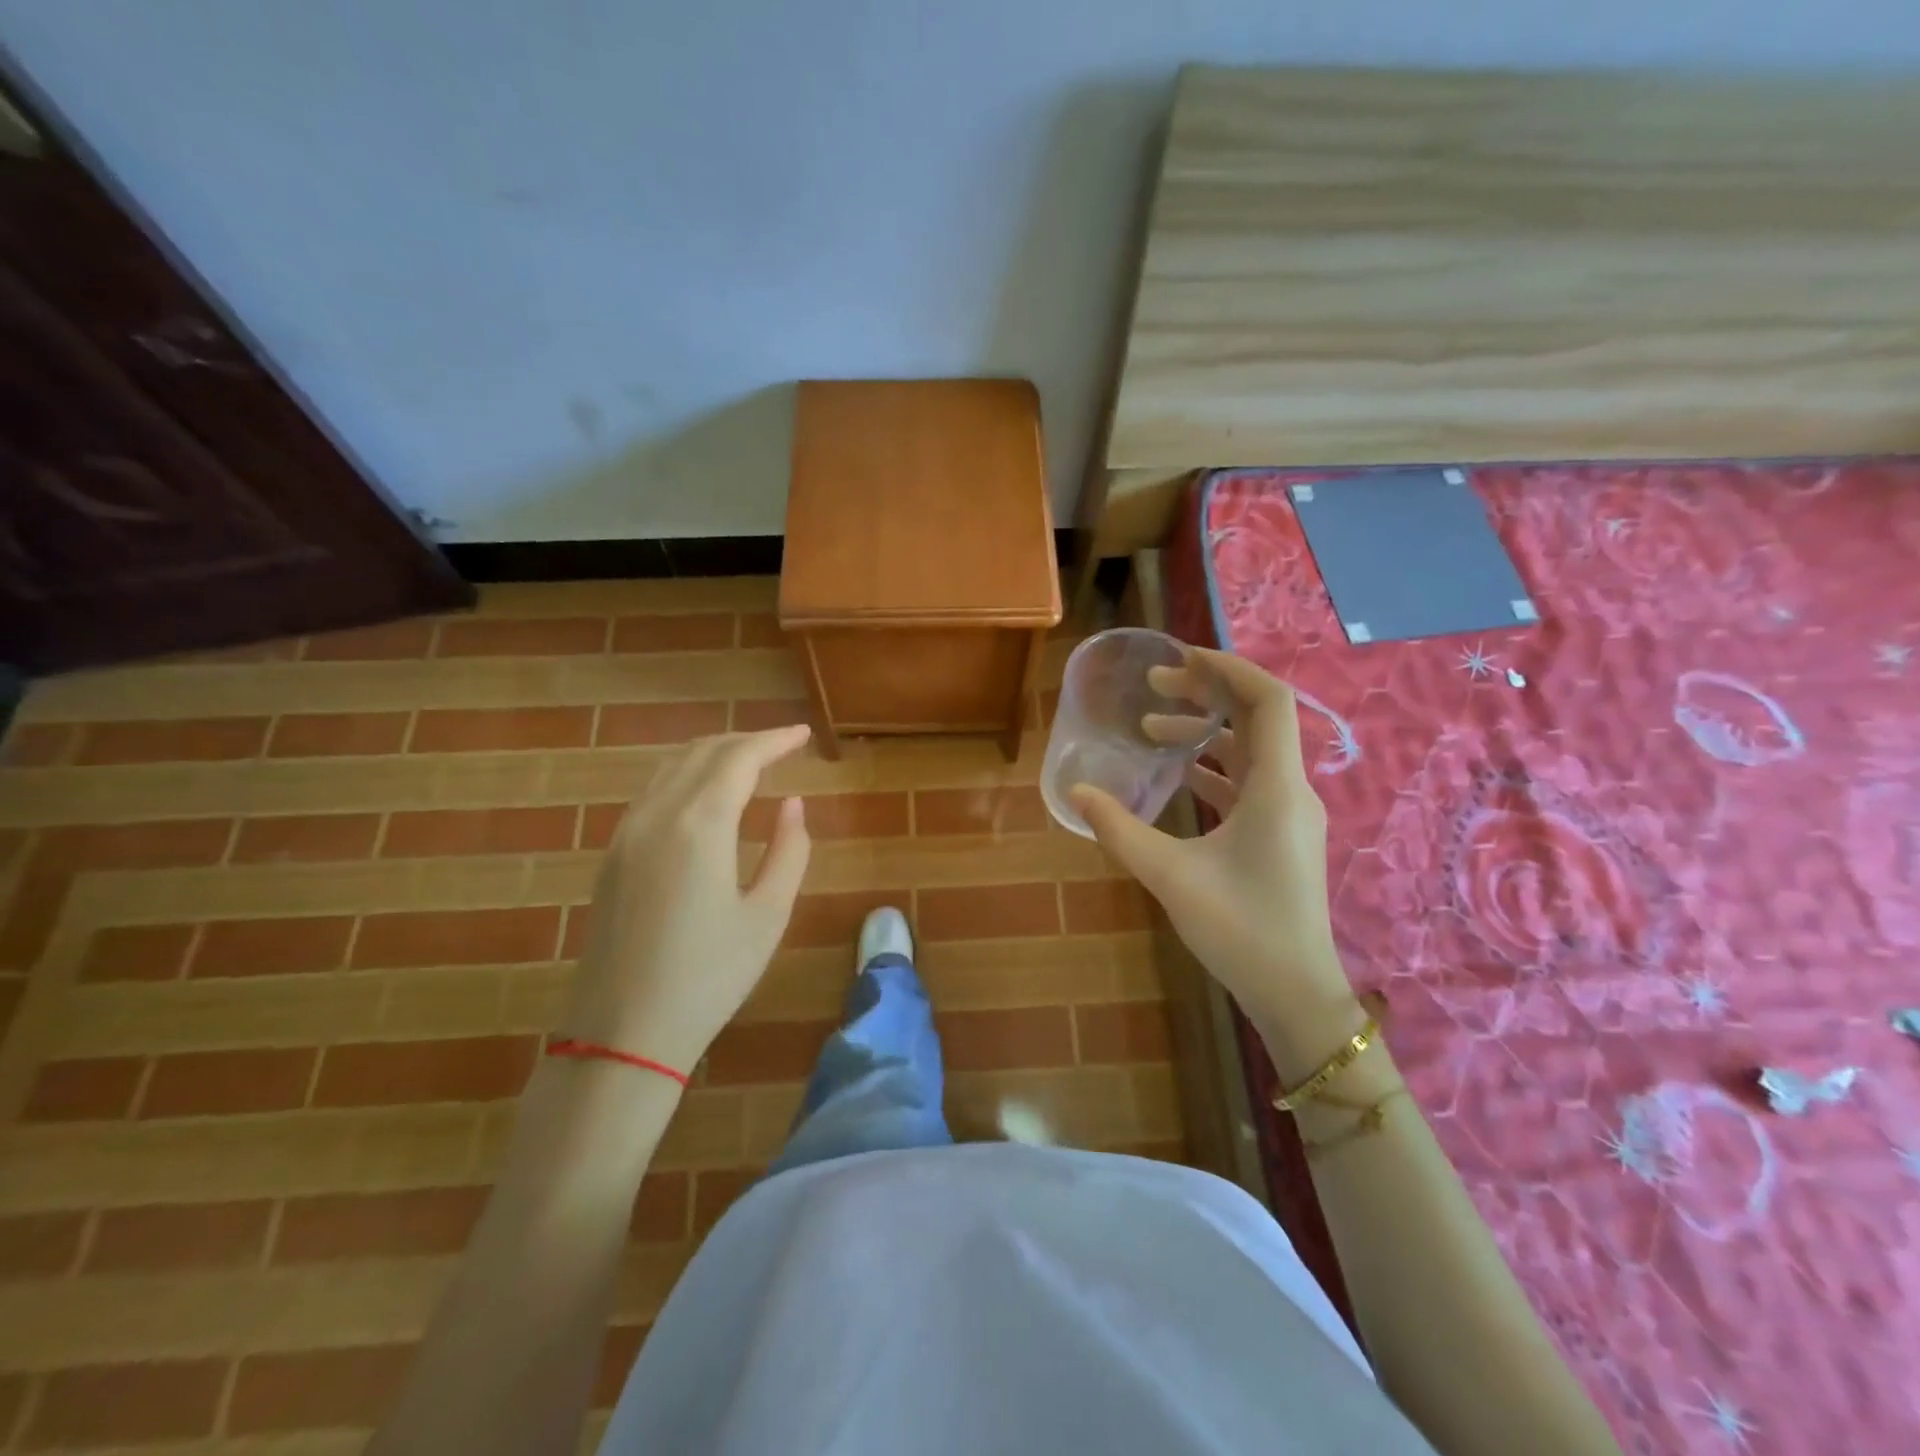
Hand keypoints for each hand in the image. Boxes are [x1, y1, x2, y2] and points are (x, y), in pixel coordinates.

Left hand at [559, 726, 812, 1074]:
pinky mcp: (612, 855)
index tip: (804, 734)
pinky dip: (685, 776)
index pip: (740, 758)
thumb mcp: (768, 916)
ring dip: (713, 754)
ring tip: (749, 762)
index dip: (775, 740)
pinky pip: (652, 792)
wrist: (622, 1034)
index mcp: (699, 825)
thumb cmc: (708, 978)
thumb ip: (789, 851)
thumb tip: (792, 804)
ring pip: (671, 767)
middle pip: (702, 752)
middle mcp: (656, 815)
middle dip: (746, 741)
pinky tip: (705, 795)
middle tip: (783, 746)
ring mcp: (626, 833)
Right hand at [1071, 648, 1360, 1071]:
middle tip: (1154, 686)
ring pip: (1250, 751)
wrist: (1294, 993)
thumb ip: (1120, 830)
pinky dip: (1213, 767)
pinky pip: (1247, 782)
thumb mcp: (1170, 876)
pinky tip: (1175, 774)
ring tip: (1152, 727)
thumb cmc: (1240, 929)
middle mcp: (1290, 790)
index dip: (1228, 668)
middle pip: (1258, 718)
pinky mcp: (1279, 835)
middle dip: (1208, 692)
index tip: (1180, 657)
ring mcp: (1288, 814)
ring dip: (1206, 731)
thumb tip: (1076, 792)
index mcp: (1276, 788)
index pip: (1268, 700)